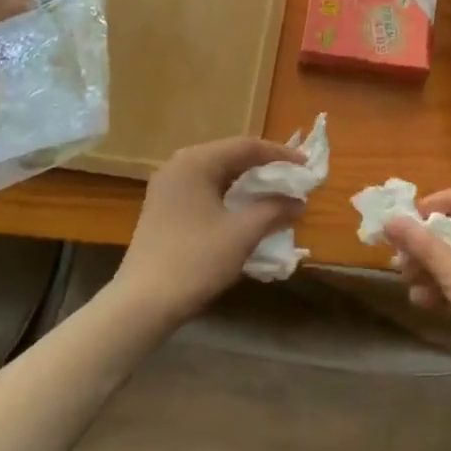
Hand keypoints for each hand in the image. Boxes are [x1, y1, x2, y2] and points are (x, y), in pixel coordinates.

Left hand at [112, 136, 303, 324]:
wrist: (143, 303)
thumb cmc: (196, 260)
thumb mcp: (243, 233)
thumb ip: (274, 210)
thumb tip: (298, 202)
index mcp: (196, 161)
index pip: (246, 147)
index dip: (281, 155)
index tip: (307, 167)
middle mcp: (178, 166)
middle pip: (231, 157)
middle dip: (265, 169)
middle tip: (294, 180)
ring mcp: (167, 188)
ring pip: (218, 176)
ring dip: (248, 185)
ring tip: (276, 196)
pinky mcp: (164, 209)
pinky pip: (205, 191)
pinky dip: (230, 197)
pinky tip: (246, 213)